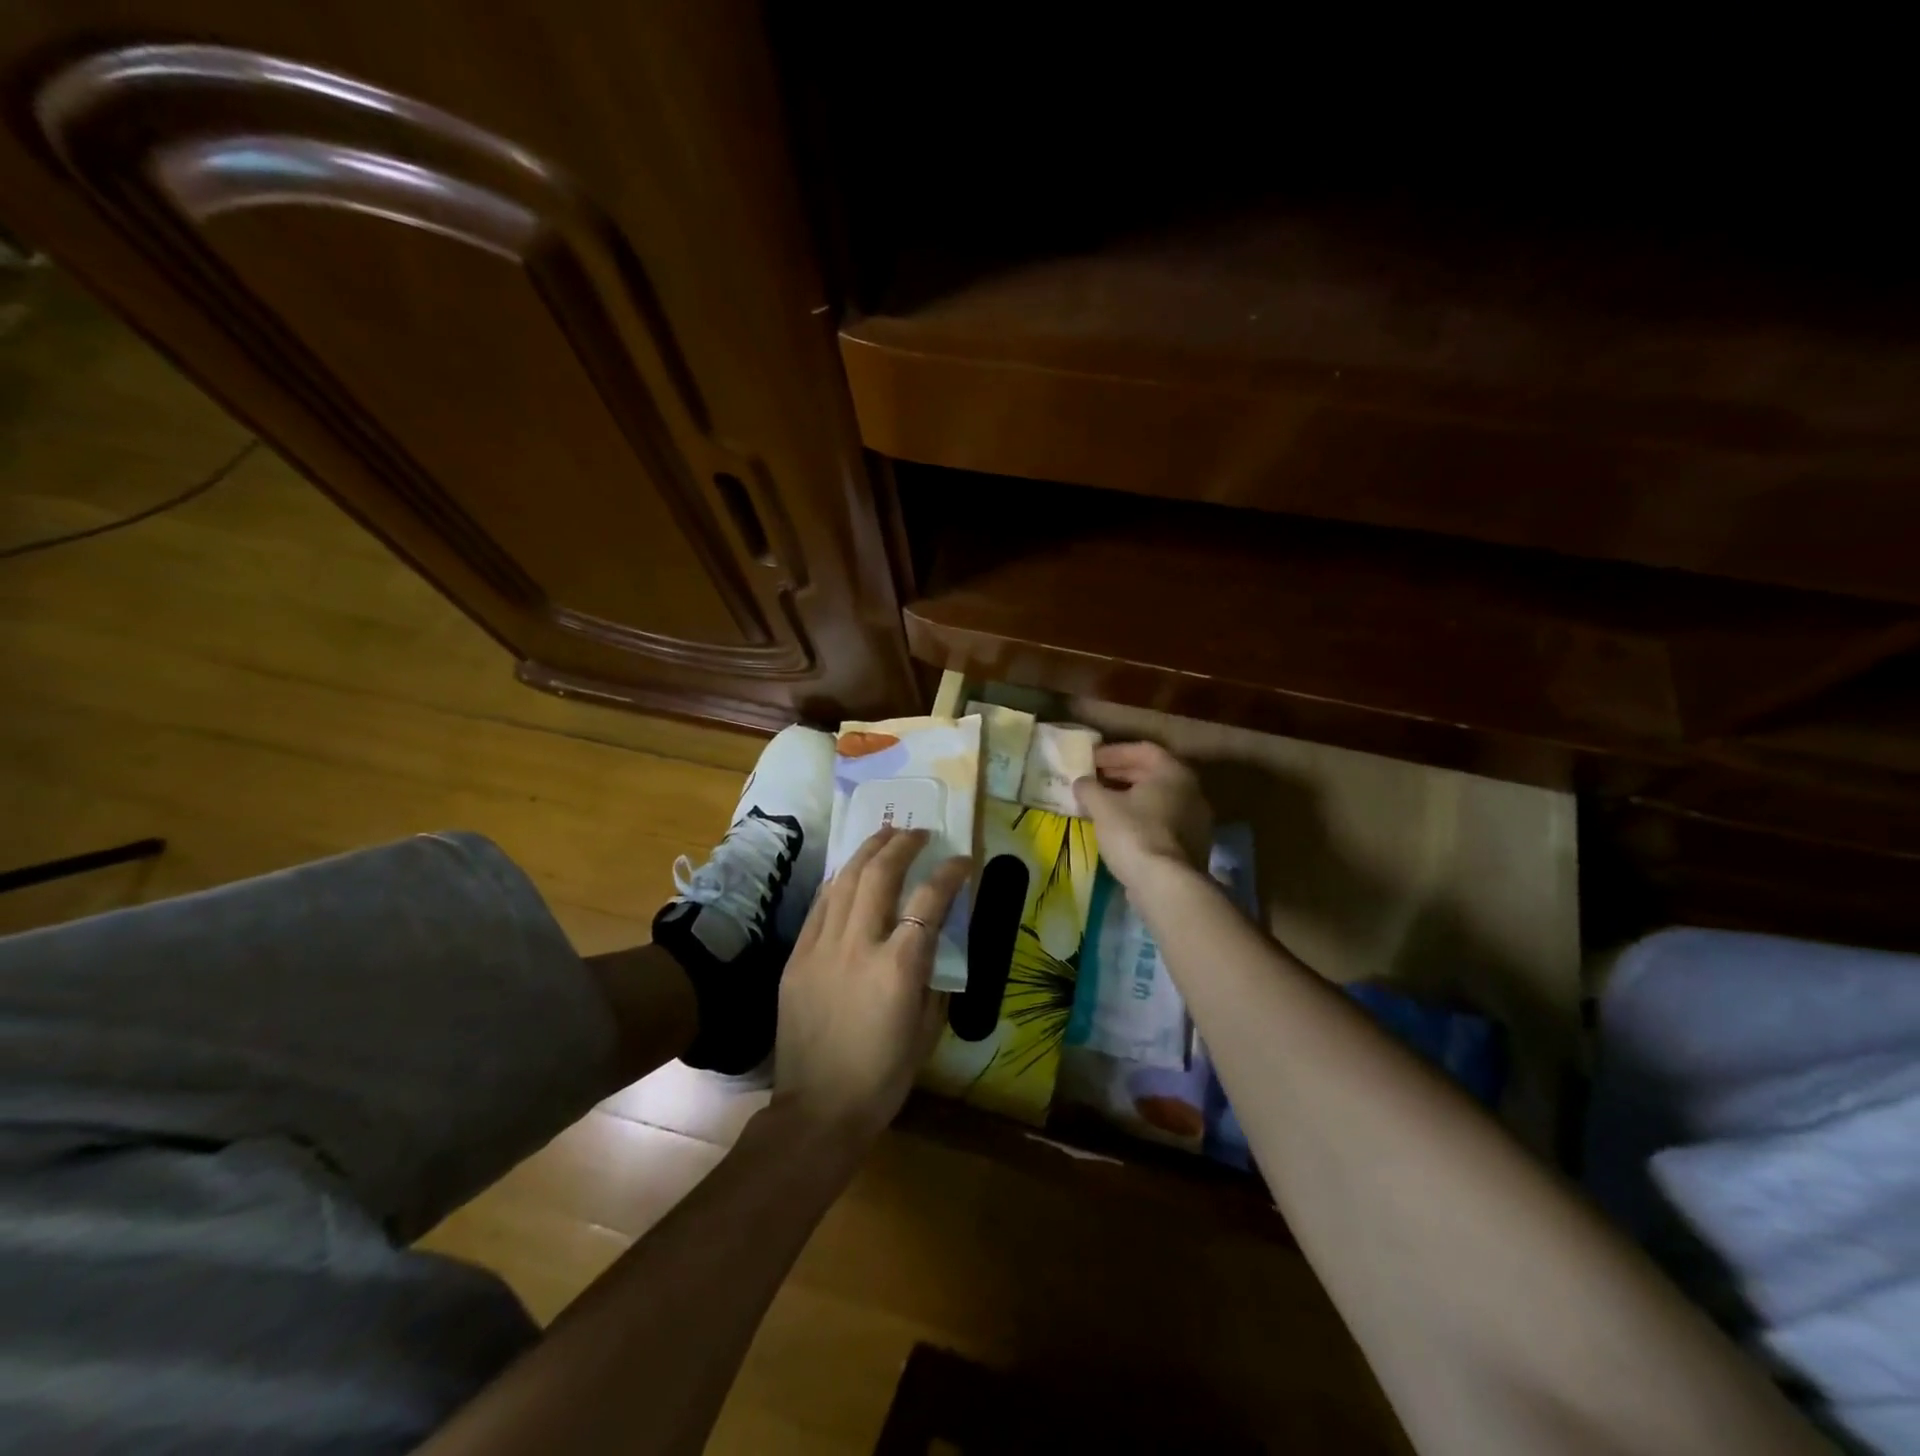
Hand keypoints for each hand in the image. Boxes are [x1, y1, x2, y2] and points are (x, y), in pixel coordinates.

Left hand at [773, 826, 970, 1141]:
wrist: (817, 1109)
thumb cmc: (883, 1076)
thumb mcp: (927, 1029)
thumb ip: (933, 977)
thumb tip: (935, 939)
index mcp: (898, 967)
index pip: (929, 900)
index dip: (950, 873)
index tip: (962, 859)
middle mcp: (858, 945)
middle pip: (880, 874)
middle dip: (902, 844)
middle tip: (918, 832)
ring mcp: (821, 948)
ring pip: (844, 881)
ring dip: (868, 852)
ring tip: (885, 836)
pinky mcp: (797, 957)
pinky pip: (820, 906)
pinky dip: (839, 882)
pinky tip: (850, 872)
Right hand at [1073, 742, 1212, 886]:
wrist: (1167, 885)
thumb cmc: (1134, 834)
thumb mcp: (1102, 806)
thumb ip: (1088, 788)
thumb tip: (1082, 782)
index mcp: (1173, 772)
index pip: (1142, 750)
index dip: (1113, 752)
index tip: (1090, 760)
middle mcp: (1191, 790)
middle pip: (1152, 773)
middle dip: (1120, 774)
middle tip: (1094, 779)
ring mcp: (1196, 819)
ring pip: (1158, 799)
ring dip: (1129, 797)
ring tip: (1102, 804)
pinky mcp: (1192, 844)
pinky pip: (1163, 821)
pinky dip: (1141, 818)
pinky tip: (1119, 828)